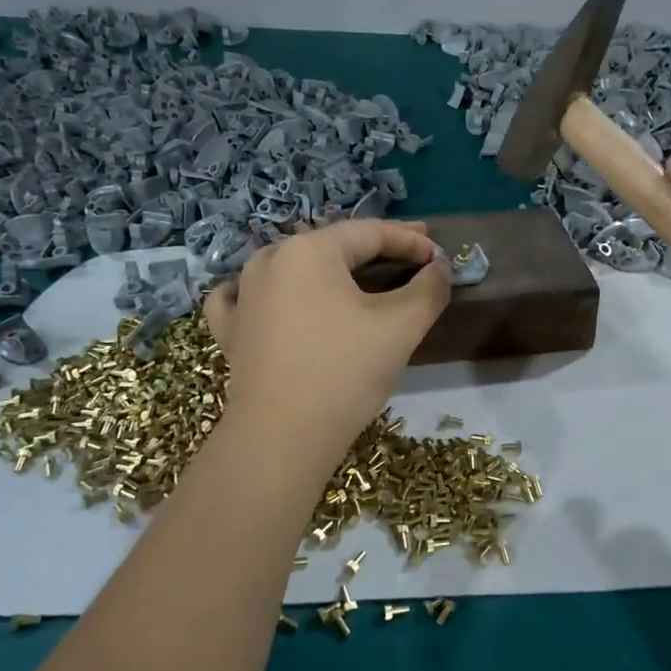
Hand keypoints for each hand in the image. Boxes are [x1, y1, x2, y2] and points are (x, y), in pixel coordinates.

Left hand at [204, 220, 450, 457]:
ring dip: (329, 267)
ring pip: (292, 266)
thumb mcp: (401, 326)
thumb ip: (429, 288)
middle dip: (375, 249)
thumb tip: (440, 267)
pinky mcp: (231, 330)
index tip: (440, 255)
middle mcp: (270, 260)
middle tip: (411, 255)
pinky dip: (271, 291)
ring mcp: (243, 295)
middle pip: (332, 246)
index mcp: (309, 250)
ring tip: (356, 274)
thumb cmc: (345, 372)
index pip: (370, 233)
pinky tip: (274, 295)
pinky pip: (248, 296)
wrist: (281, 437)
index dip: (410, 241)